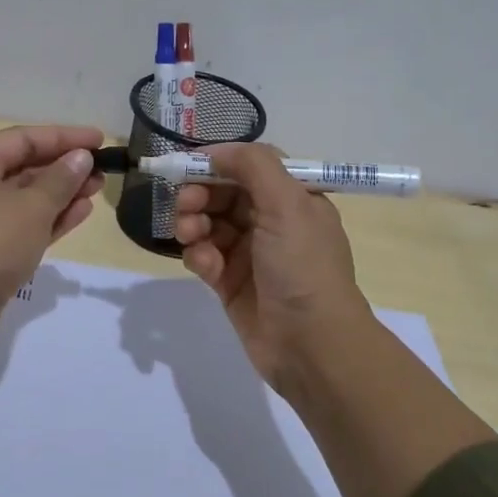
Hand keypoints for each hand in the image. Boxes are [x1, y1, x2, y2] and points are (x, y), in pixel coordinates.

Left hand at [0, 124, 104, 354]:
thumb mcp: (32, 207)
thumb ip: (61, 179)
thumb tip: (80, 158)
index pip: (21, 139)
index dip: (63, 137)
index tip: (99, 140)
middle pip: (21, 168)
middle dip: (63, 168)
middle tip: (101, 171)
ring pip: (23, 200)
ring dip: (60, 194)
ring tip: (96, 191)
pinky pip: (20, 226)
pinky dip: (48, 219)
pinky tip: (79, 214)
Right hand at [174, 144, 371, 386]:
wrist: (311, 345)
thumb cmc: (303, 267)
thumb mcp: (288, 204)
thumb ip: (253, 166)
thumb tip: (216, 150)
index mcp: (293, 199)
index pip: (249, 167)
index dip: (219, 163)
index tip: (188, 164)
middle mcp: (272, 222)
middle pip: (224, 193)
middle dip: (200, 193)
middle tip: (185, 204)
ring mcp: (250, 254)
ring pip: (209, 223)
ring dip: (193, 223)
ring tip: (189, 235)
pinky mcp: (230, 283)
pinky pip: (205, 256)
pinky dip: (199, 255)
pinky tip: (204, 265)